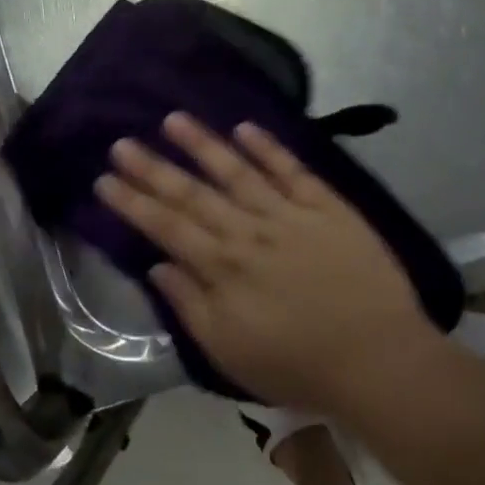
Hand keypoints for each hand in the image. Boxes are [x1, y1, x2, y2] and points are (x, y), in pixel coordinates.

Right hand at [96, 113, 440, 414]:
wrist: (379, 359)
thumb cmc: (299, 365)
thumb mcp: (231, 353)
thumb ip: (190, 307)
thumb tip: (157, 267)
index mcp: (223, 269)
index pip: (167, 227)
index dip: (133, 202)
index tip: (105, 179)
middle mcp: (249, 232)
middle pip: (193, 194)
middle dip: (153, 167)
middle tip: (122, 142)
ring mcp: (289, 215)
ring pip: (237, 171)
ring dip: (203, 144)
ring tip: (173, 119)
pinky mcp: (327, 207)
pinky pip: (292, 170)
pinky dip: (268, 148)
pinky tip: (245, 128)